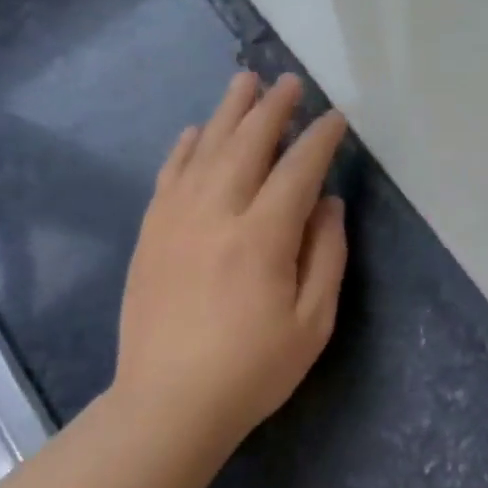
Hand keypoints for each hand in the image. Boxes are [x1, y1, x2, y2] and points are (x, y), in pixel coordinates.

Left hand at [116, 72, 348, 439]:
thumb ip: (326, 255)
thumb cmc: (253, 368)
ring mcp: (176, 221)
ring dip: (228, 112)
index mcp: (262, 237)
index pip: (297, 170)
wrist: (168, 405)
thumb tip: (328, 203)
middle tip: (290, 82)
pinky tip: (194, 130)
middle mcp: (217, 214)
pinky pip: (168, 175)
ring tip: (245, 82)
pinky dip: (184, 147)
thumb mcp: (313, 321)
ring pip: (204, 149)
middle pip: (247, 145)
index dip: (320, 140)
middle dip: (273, 109)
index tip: (335, 118)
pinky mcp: (151, 234)